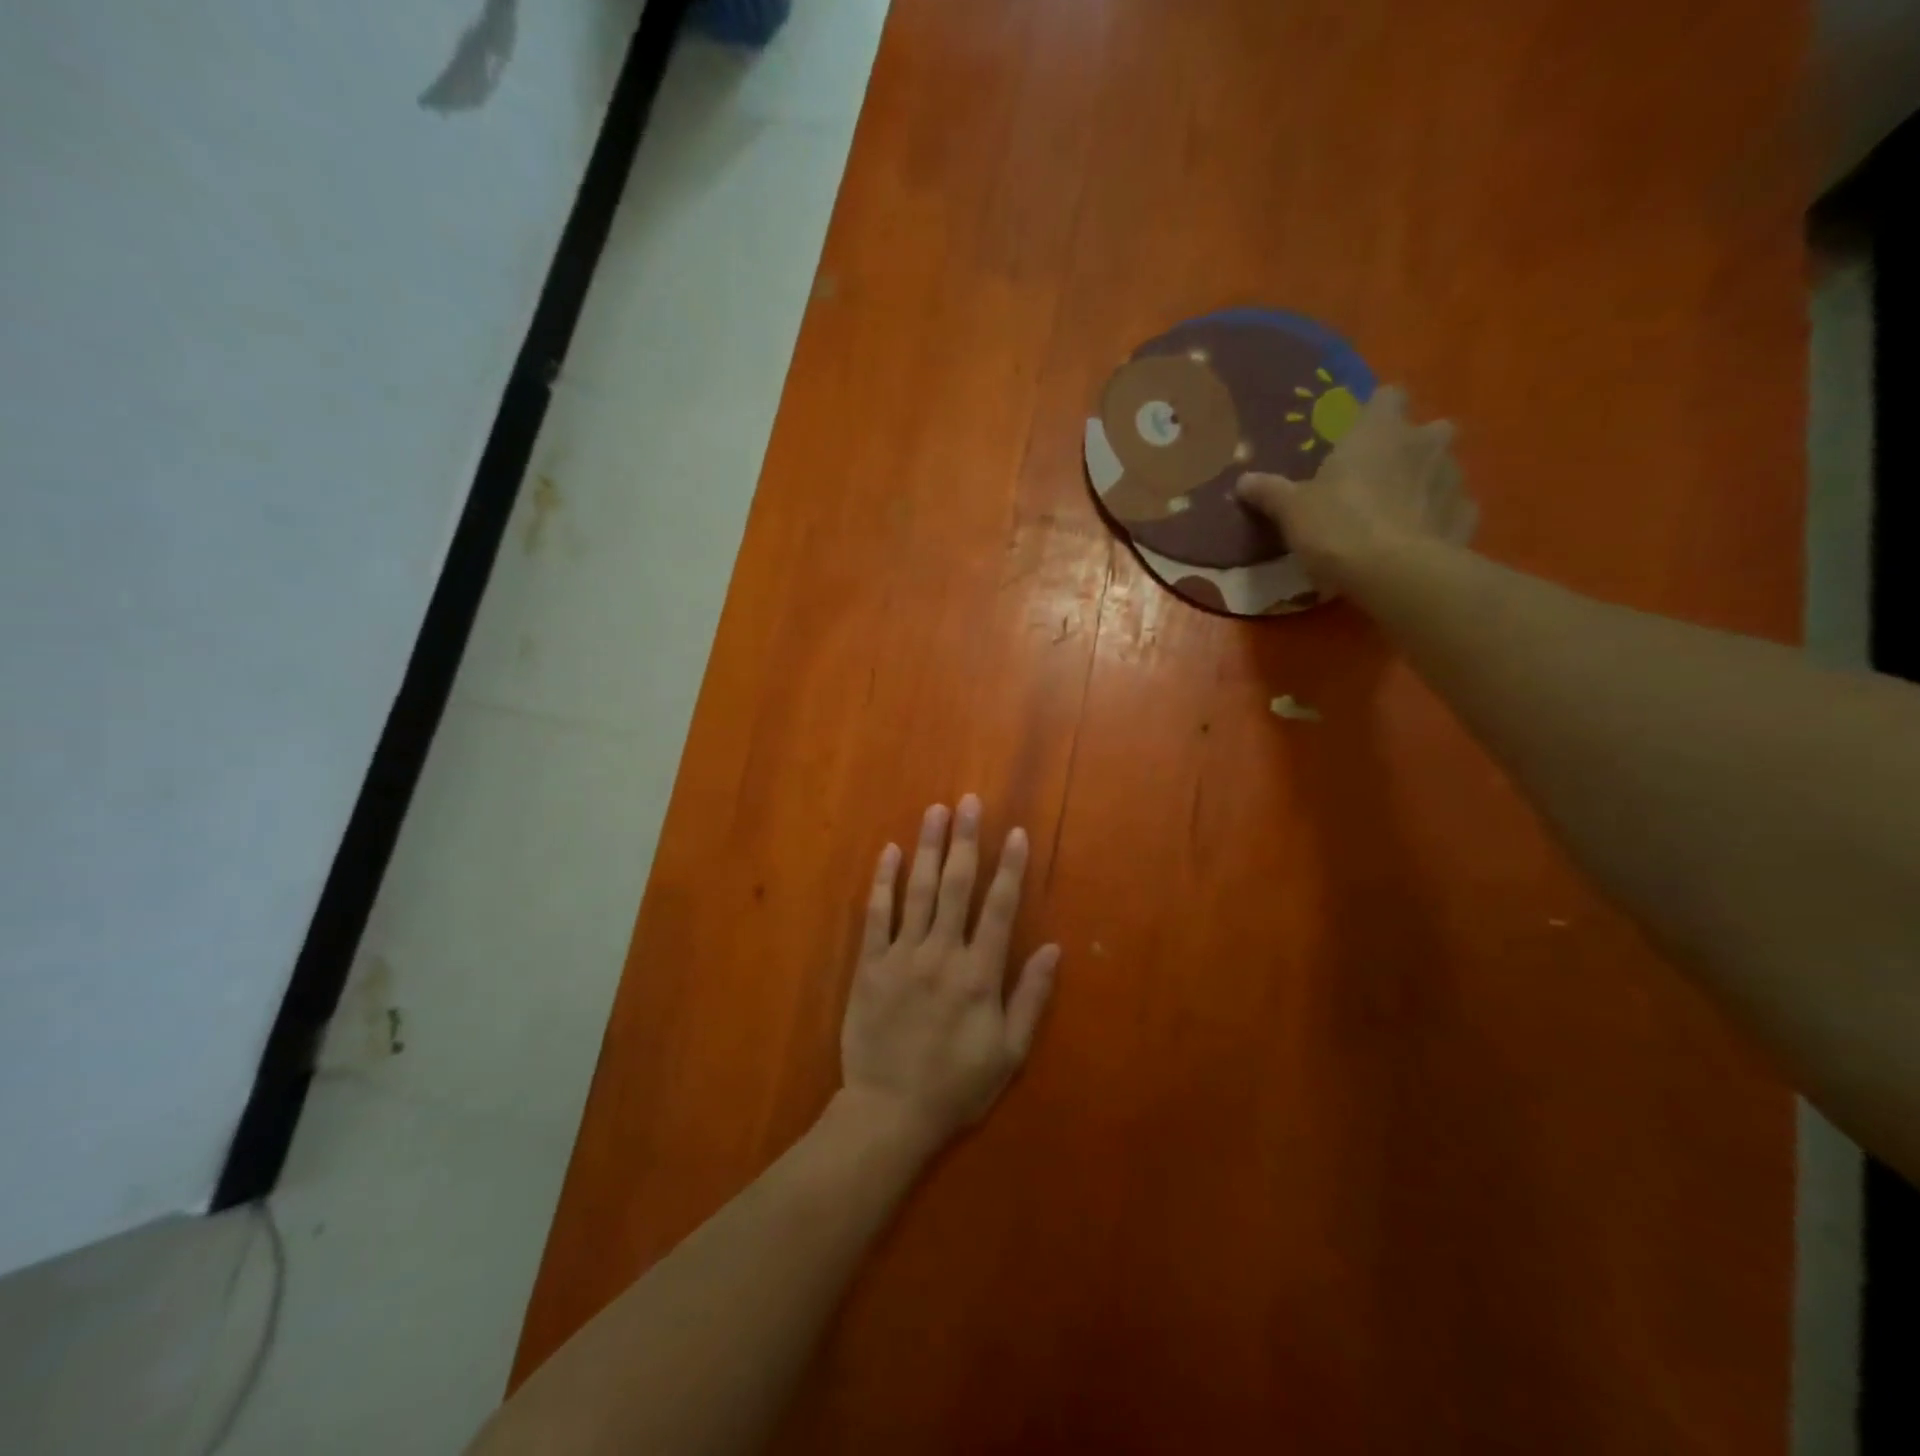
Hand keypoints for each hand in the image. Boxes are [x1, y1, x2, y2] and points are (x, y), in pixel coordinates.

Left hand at [839, 796, 1061, 1152]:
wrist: (889, 1112)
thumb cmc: (956, 1085)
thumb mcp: (1009, 1052)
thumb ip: (1031, 997)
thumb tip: (1053, 948)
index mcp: (979, 974)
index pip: (1000, 908)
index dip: (1010, 867)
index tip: (1015, 832)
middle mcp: (942, 954)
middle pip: (956, 886)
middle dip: (965, 840)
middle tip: (968, 802)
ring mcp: (902, 956)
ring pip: (918, 890)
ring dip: (928, 847)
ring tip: (935, 811)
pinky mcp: (869, 965)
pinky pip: (876, 914)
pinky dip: (884, 881)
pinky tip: (889, 852)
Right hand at [1235, 384, 1476, 593]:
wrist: (1394, 573)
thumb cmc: (1338, 526)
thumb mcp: (1291, 510)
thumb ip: (1269, 491)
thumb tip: (1242, 481)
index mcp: (1380, 430)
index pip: (1387, 396)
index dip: (1375, 412)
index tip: (1358, 434)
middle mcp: (1425, 442)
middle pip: (1429, 429)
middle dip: (1412, 446)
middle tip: (1381, 476)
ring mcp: (1454, 478)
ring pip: (1444, 468)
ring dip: (1426, 482)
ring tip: (1399, 513)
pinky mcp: (1467, 516)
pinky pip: (1453, 508)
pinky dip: (1439, 519)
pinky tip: (1418, 540)